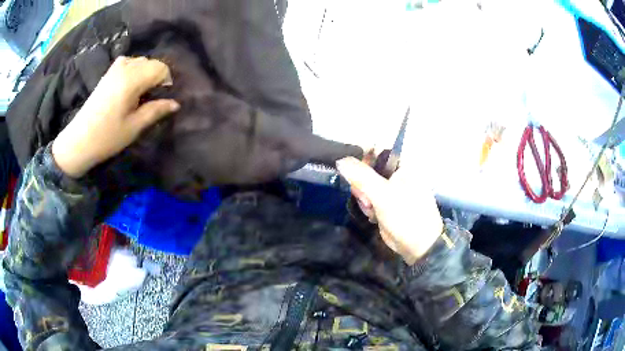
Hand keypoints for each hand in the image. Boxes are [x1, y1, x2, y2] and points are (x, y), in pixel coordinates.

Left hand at [52, 56, 179, 177]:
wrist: (79, 141)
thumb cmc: (107, 137)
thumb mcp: (134, 127)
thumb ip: (156, 111)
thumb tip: (175, 104)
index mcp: (132, 80)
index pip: (160, 68)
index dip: (166, 81)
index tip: (162, 98)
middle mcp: (124, 68)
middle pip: (151, 62)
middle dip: (157, 77)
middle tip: (152, 98)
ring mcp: (114, 69)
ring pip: (140, 61)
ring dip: (145, 73)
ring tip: (140, 93)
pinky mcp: (107, 74)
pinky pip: (128, 62)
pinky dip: (134, 70)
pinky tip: (129, 85)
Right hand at [336, 125, 443, 264]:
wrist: (418, 246)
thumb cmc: (406, 215)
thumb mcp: (383, 194)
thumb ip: (361, 177)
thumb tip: (340, 160)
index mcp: (402, 166)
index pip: (376, 151)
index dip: (361, 159)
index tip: (352, 173)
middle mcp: (397, 175)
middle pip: (368, 169)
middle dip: (362, 184)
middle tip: (365, 197)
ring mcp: (392, 190)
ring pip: (366, 185)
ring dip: (364, 198)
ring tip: (371, 209)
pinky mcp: (387, 203)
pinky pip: (370, 198)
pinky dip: (368, 206)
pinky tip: (373, 215)